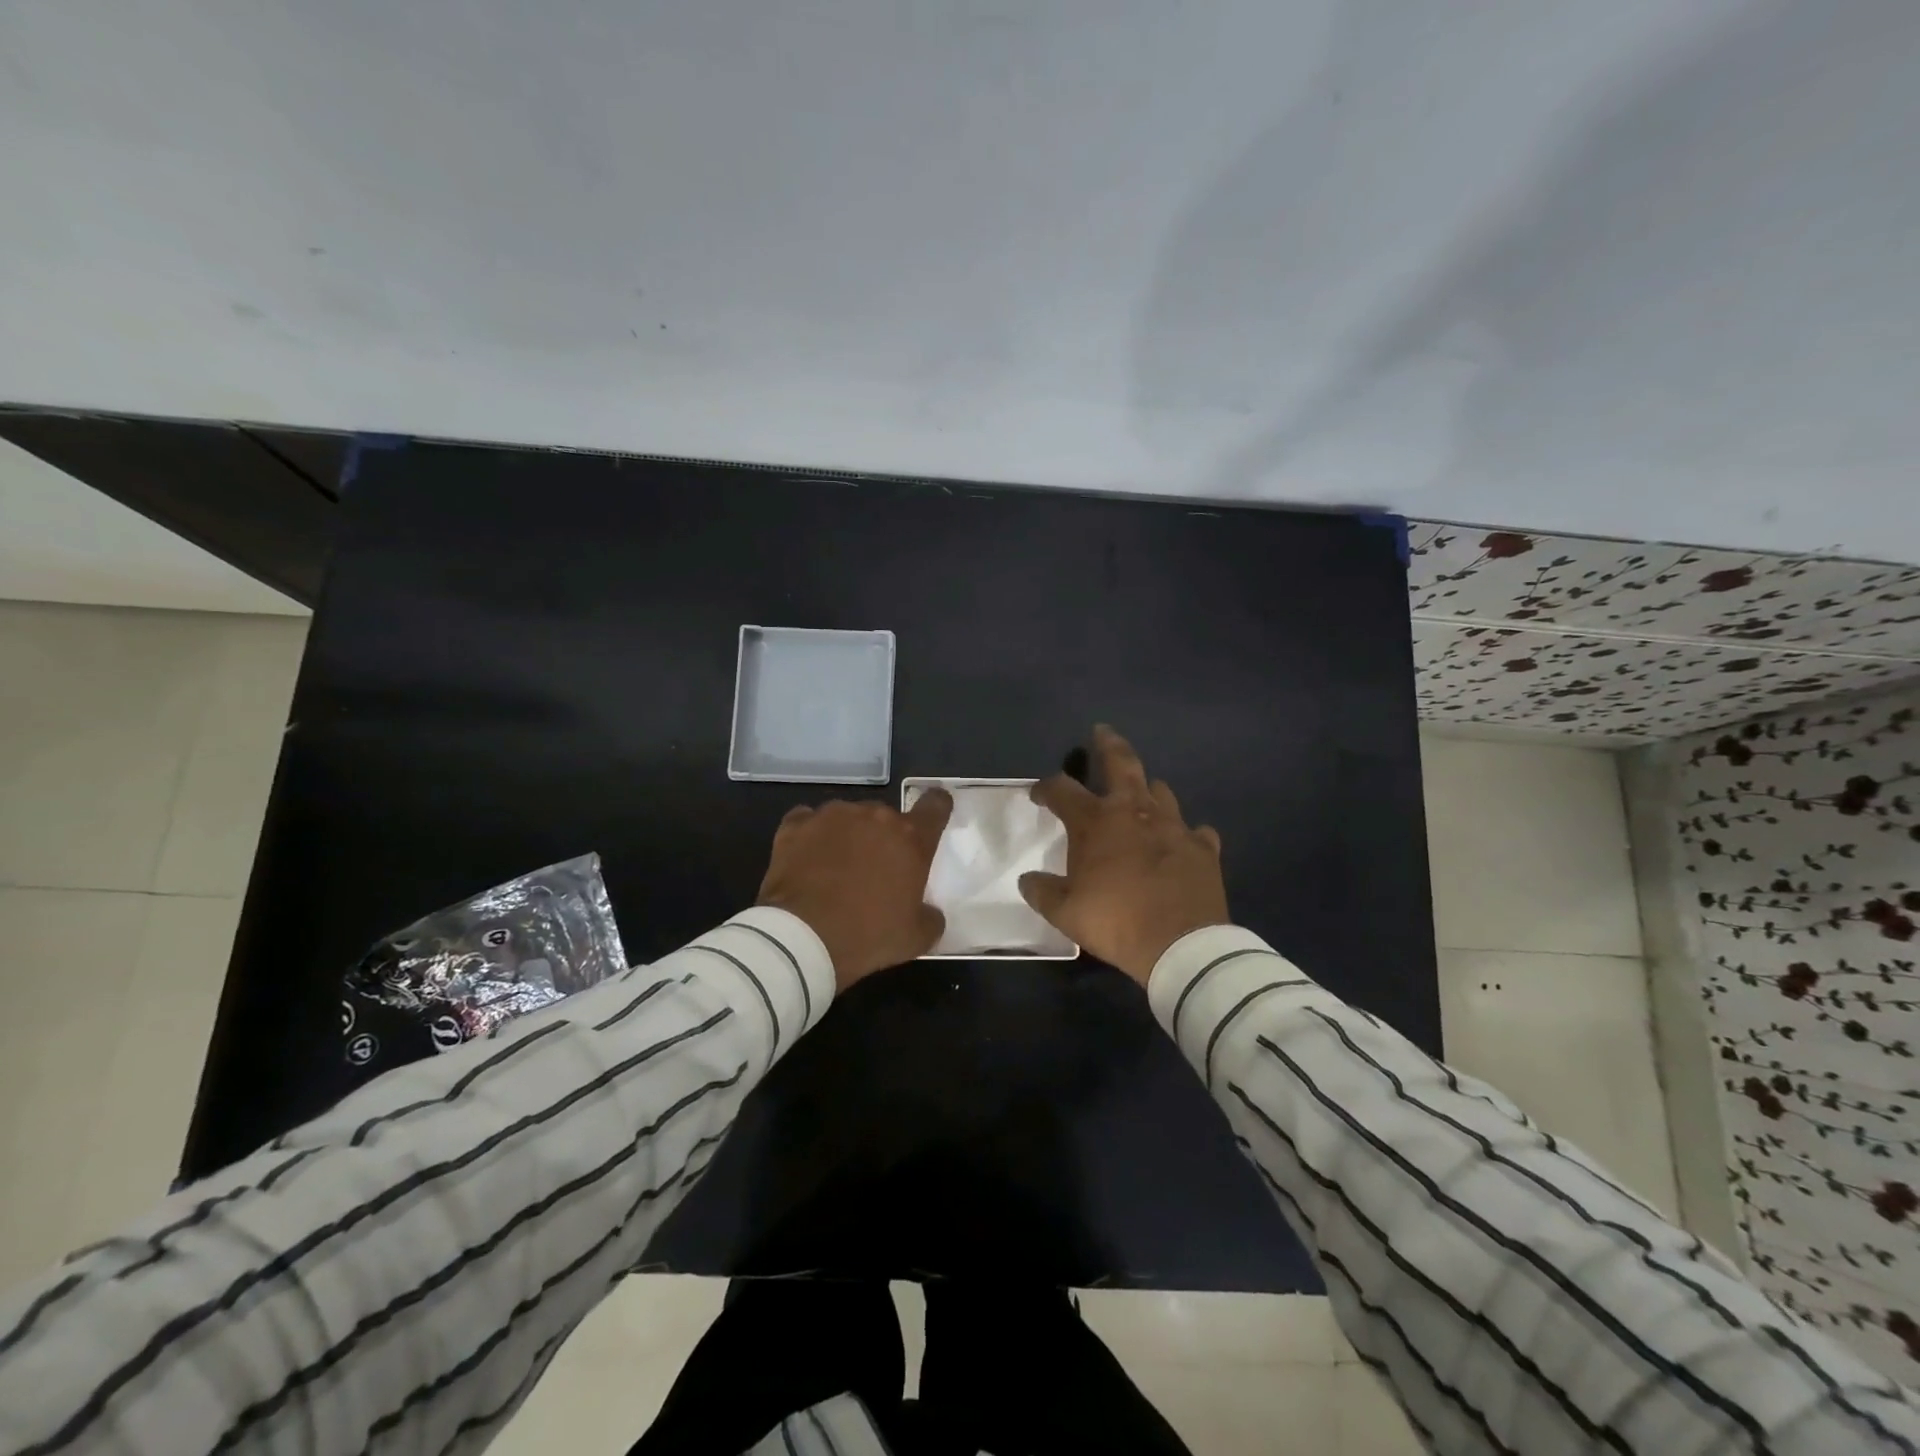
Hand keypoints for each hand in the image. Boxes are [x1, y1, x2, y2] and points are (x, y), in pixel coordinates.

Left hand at [756, 792, 953, 990]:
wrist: (801, 938)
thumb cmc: (868, 935)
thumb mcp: (915, 938)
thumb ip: (930, 917)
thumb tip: (929, 912)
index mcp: (911, 838)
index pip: (935, 806)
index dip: (936, 808)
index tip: (932, 817)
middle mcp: (874, 816)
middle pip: (886, 817)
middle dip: (884, 838)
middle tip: (875, 871)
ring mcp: (832, 816)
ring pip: (848, 818)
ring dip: (848, 836)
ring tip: (836, 869)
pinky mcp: (796, 825)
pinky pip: (809, 822)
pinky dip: (811, 836)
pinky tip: (806, 860)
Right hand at [1018, 725, 1228, 985]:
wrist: (1181, 944)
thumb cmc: (1115, 922)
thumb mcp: (1065, 913)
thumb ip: (1043, 892)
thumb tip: (1027, 880)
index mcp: (1096, 822)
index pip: (1062, 790)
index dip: (1046, 788)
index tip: (1038, 793)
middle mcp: (1134, 812)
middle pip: (1121, 763)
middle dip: (1108, 744)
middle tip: (1102, 731)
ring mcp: (1174, 826)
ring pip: (1161, 791)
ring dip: (1148, 789)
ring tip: (1143, 791)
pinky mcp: (1203, 848)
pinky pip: (1196, 832)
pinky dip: (1187, 833)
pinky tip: (1185, 841)